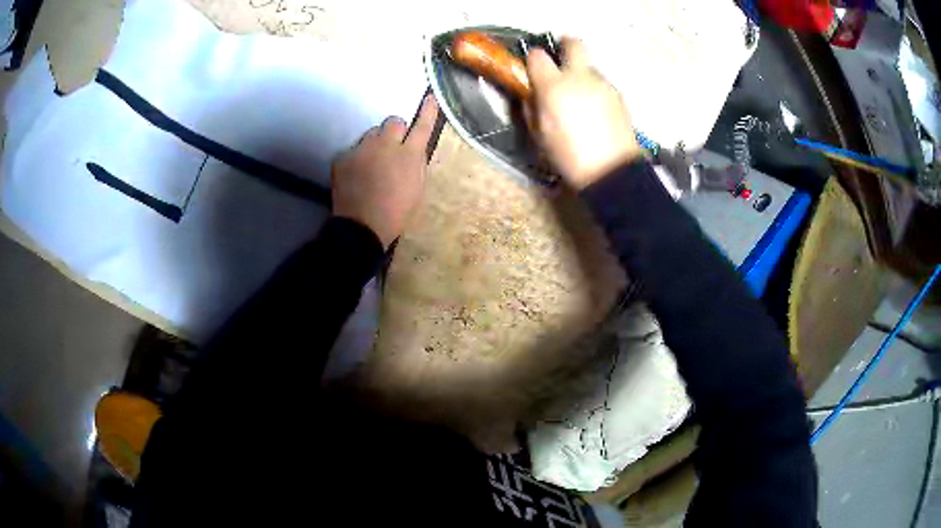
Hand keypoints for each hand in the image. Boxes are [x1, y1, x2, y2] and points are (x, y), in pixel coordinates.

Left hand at [331, 95, 438, 247]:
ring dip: (375, 143)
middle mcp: (386, 144)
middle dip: (395, 130)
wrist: (362, 227)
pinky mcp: (343, 157)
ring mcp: (362, 149)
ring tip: (371, 165)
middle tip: (392, 147)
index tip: (429, 98)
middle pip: (393, 121)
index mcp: (409, 154)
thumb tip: (413, 148)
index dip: (427, 111)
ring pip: (371, 134)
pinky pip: (353, 150)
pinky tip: (356, 175)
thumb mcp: (416, 187)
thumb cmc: (397, 212)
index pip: (423, 126)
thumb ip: (415, 162)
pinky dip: (357, 159)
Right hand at [524, 38, 641, 189]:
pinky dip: (594, 90)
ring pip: (589, 67)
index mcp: (554, 86)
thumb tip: (531, 92)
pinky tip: (594, 111)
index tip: (532, 69)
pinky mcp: (618, 95)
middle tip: (560, 60)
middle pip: (574, 43)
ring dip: (581, 74)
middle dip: (565, 45)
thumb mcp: (539, 134)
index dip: (533, 59)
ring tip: (579, 98)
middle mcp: (580, 77)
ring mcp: (603, 84)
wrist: (612, 172)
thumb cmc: (569, 156)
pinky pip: (601, 84)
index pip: (538, 55)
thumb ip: (532, 106)